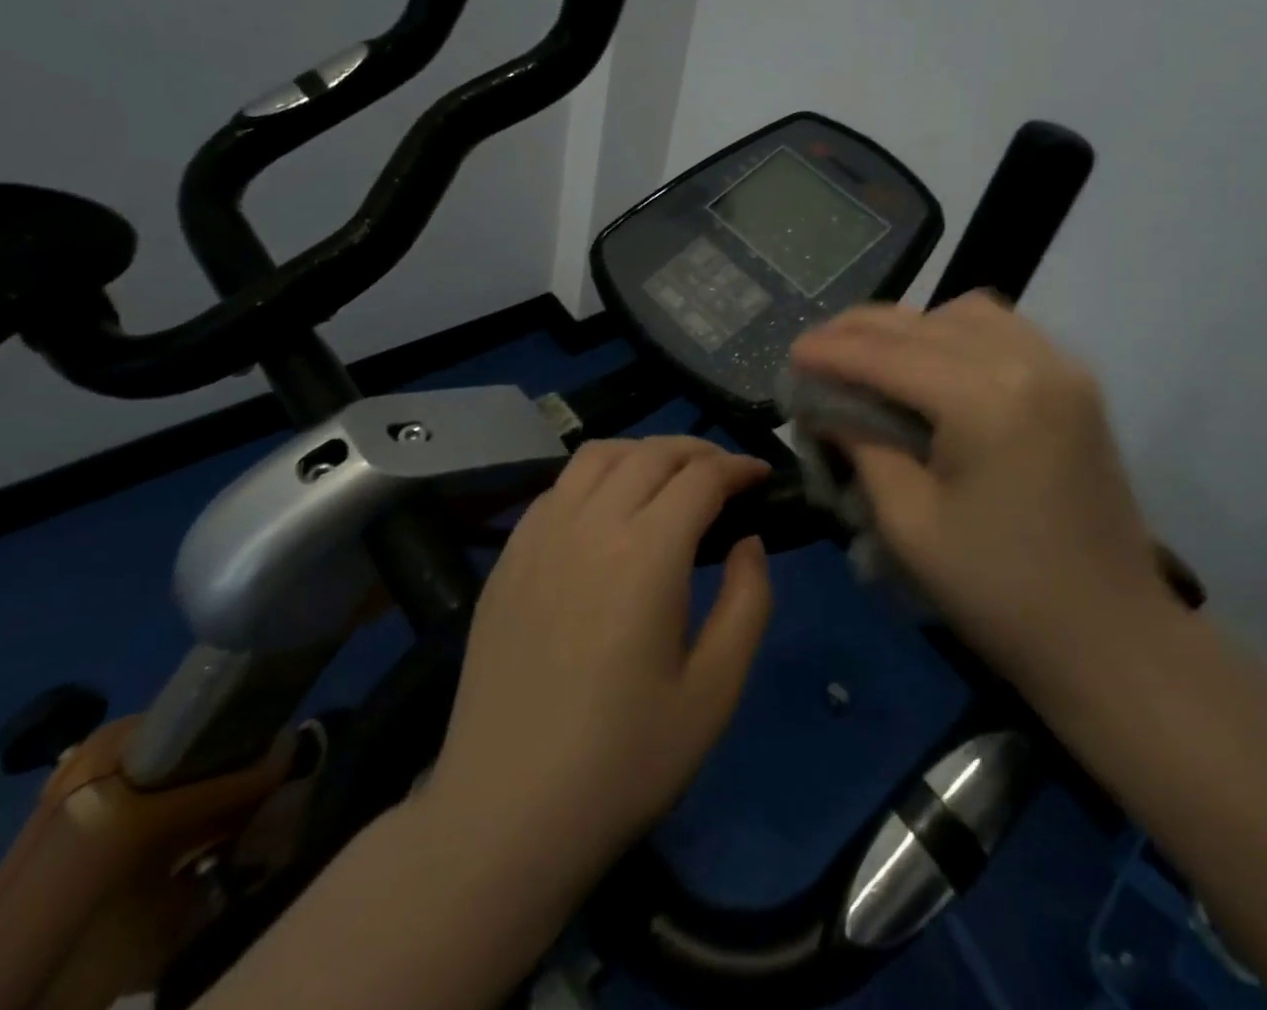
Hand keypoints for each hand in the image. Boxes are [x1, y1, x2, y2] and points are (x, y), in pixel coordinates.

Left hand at [425, 436, 772, 885]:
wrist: (505, 816)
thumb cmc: (624, 762)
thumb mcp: (715, 692)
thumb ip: (748, 602)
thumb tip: (749, 541)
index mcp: (646, 553)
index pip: (701, 477)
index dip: (739, 466)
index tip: (762, 475)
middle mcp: (590, 524)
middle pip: (652, 453)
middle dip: (699, 451)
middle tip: (726, 474)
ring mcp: (539, 536)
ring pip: (599, 455)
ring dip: (644, 452)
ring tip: (670, 478)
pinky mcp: (508, 557)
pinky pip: (558, 487)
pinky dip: (597, 476)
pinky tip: (608, 509)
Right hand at [789, 291, 1171, 697]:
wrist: (1110, 636)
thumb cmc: (999, 592)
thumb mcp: (908, 523)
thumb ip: (862, 446)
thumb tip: (826, 407)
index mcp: (985, 398)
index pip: (888, 355)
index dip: (832, 352)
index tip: (790, 353)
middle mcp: (1028, 360)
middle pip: (924, 323)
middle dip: (861, 330)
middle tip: (815, 348)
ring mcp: (1060, 366)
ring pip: (966, 313)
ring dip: (910, 326)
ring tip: (869, 354)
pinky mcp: (1075, 383)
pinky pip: (1003, 331)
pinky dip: (954, 333)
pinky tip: (929, 362)